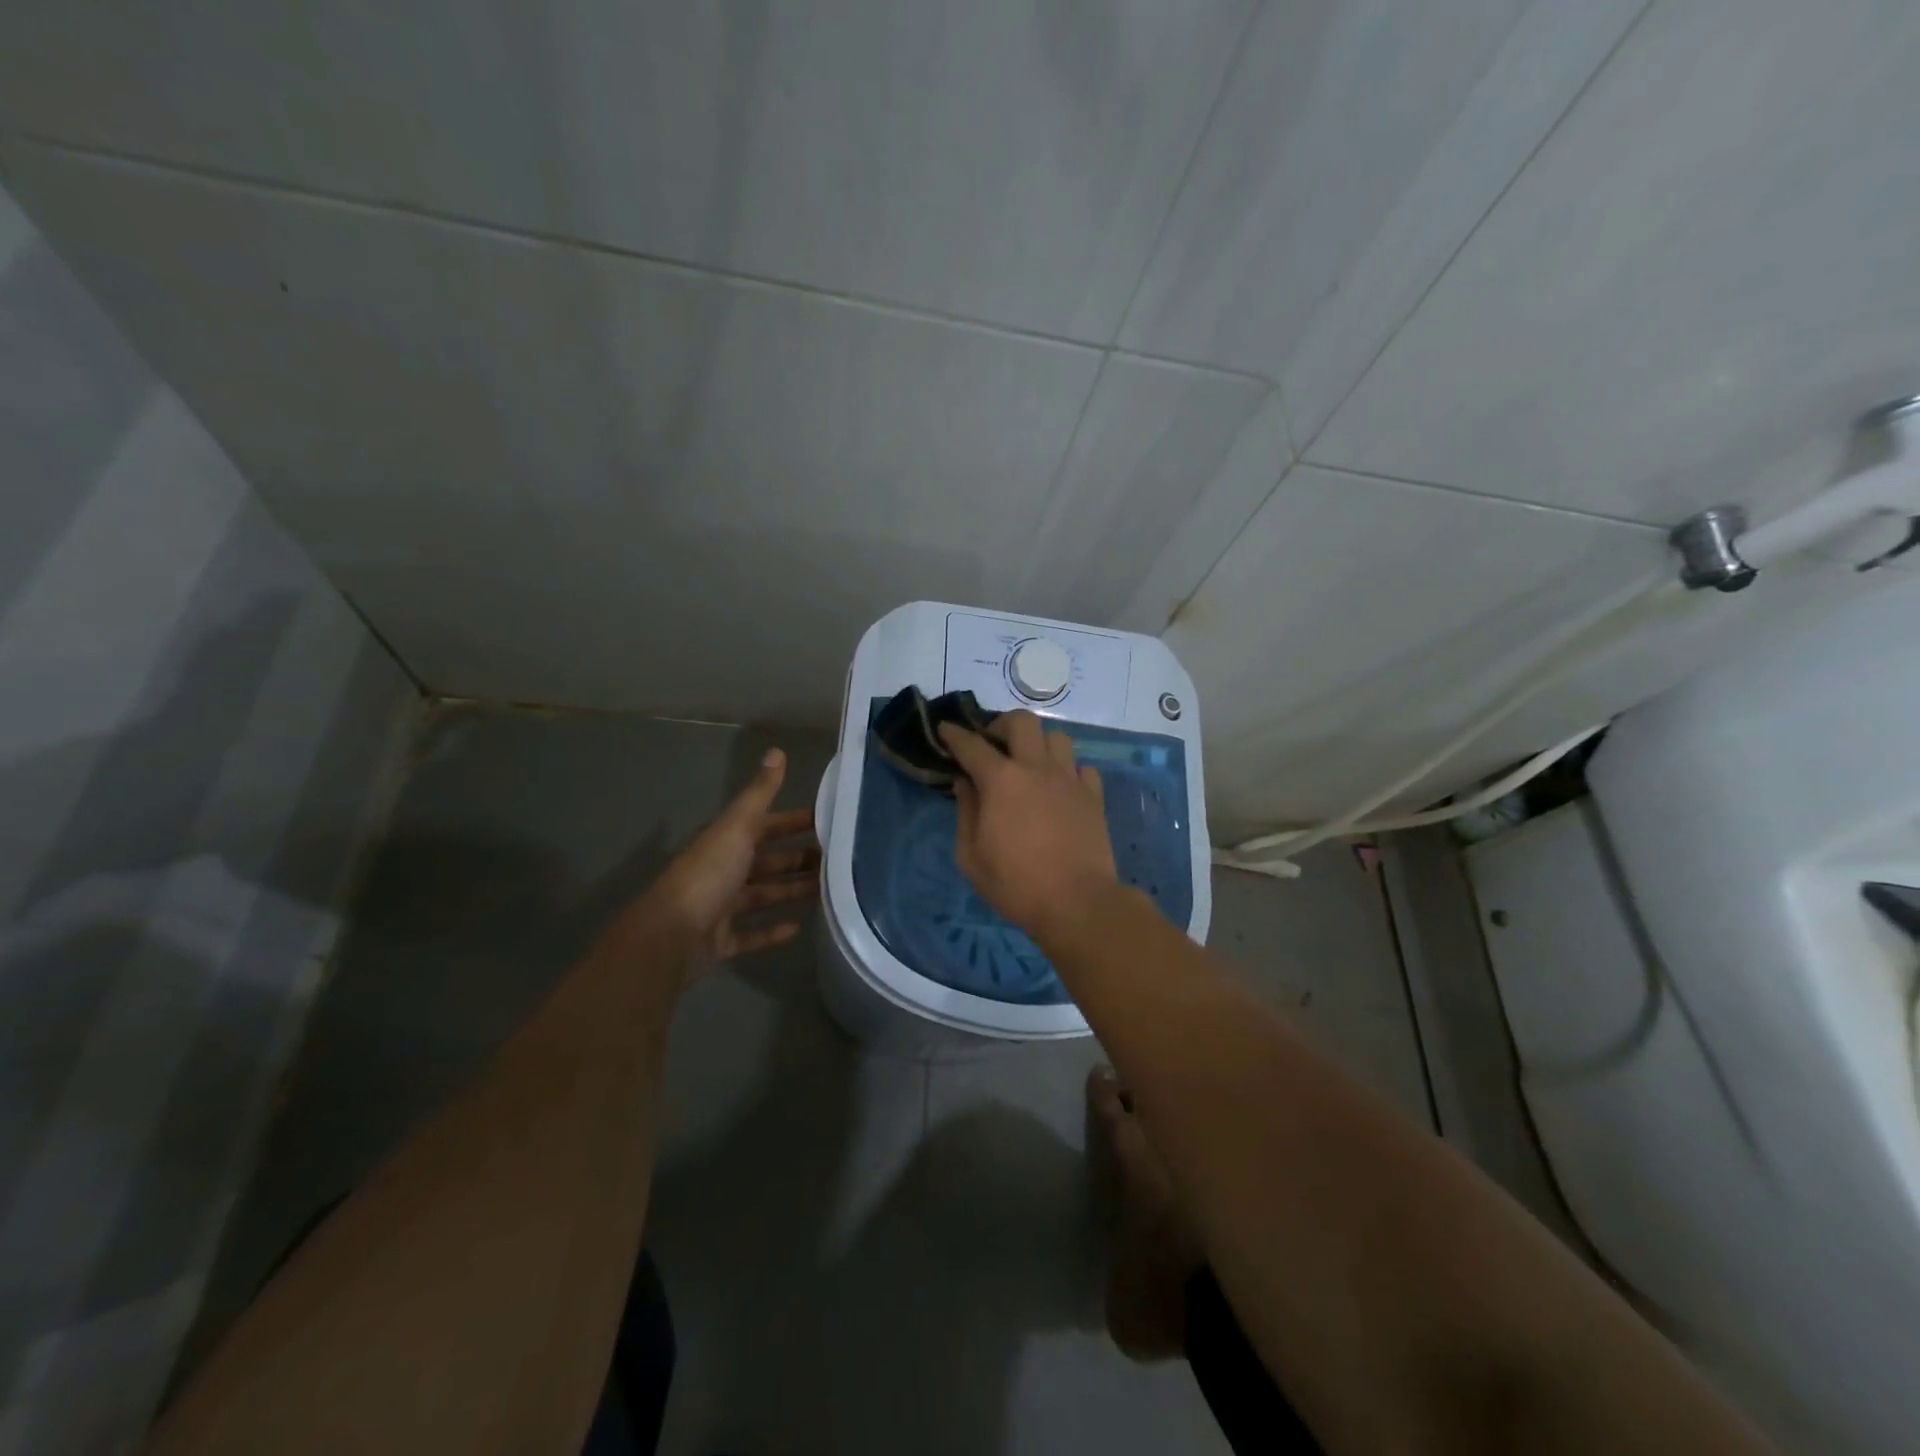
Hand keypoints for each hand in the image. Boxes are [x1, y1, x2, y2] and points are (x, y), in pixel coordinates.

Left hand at [636, 748, 818, 975]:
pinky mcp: (720, 940)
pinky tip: (798, 928)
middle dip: (798, 858)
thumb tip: (777, 750)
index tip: (827, 822)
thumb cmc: (708, 874)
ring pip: (762, 894)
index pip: (765, 824)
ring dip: (790, 890)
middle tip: (837, 860)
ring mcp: (720, 907)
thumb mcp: (738, 826)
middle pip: (767, 860)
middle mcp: (722, 870)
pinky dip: (772, 931)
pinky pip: (751, 934)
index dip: (793, 821)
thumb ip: (760, 793)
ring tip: (827, 890)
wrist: (670, 935)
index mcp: (725, 840)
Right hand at [938, 711, 1117, 941]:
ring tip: (1029, 765)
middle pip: (1022, 721)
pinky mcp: (1093, 796)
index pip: (972, 745)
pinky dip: (1068, 771)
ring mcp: (1070, 779)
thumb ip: (965, 812)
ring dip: (1038, 744)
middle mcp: (1037, 768)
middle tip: (993, 746)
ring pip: (1057, 737)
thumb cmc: (1015, 884)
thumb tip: (965, 782)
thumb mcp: (971, 856)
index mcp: (1001, 781)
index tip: (945, 729)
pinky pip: (1082, 767)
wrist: (1077, 903)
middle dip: (1001, 725)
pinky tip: (1059, 788)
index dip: (954, 735)